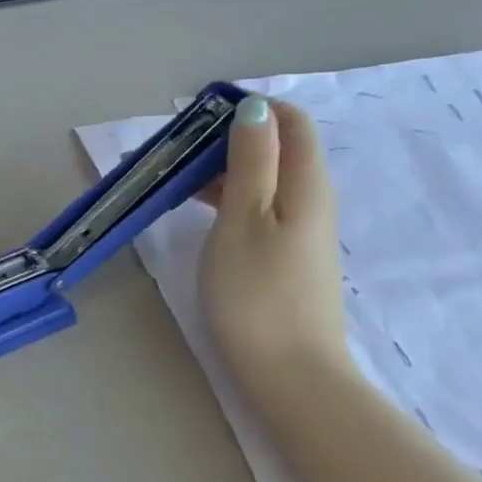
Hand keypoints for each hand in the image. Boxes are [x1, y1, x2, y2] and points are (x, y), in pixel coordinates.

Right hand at [199, 95, 353, 402]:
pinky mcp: (284, 255)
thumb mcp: (245, 217)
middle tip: (174, 151)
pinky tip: (195, 210)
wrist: (289, 373)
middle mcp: (310, 199)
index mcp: (305, 183)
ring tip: (172, 178)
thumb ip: (251, 160)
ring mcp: (299, 230)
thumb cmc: (257, 292)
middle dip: (225, 138)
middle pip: (275, 148)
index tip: (198, 116)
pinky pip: (257, 206)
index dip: (249, 108)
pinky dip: (226, 197)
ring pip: (262, 179)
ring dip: (220, 169)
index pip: (290, 121)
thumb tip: (254, 108)